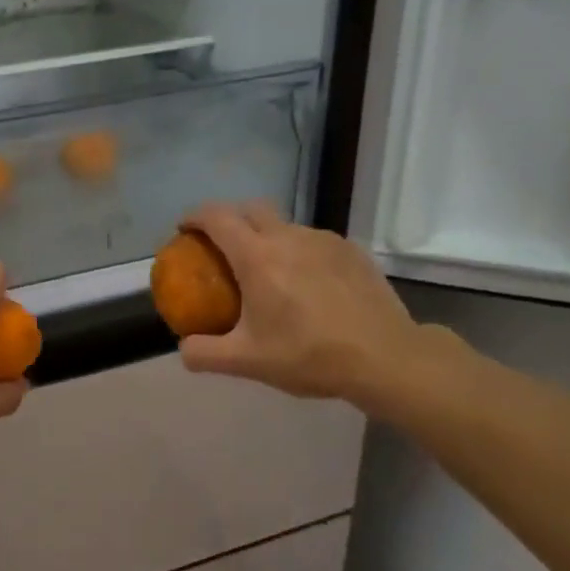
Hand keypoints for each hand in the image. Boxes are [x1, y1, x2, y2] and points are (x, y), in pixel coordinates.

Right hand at [176, 202, 429, 408]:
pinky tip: (305, 284)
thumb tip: (184, 348)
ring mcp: (324, 241)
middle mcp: (288, 237)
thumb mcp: (246, 362)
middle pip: (250, 209)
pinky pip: (312, 241)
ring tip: (266, 271)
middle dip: (229, 219)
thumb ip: (204, 354)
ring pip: (284, 225)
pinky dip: (297, 251)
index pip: (217, 217)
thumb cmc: (309, 355)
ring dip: (265, 237)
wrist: (385, 357)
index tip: (184, 229)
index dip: (194, 217)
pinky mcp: (351, 251)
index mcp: (257, 257)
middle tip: (220, 246)